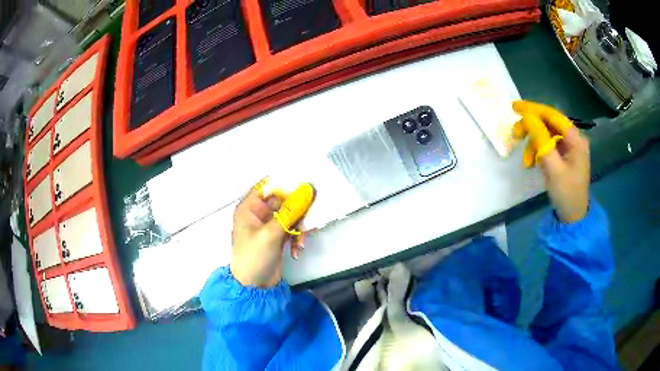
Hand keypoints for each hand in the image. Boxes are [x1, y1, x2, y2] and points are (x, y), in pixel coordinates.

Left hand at [230, 179, 310, 287]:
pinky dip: (296, 238)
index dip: (286, 184)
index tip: (305, 189)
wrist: (254, 287)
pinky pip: (291, 229)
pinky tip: (297, 250)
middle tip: (307, 220)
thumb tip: (307, 191)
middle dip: (297, 212)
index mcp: (249, 207)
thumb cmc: (254, 257)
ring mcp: (268, 225)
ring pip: (290, 215)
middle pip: (283, 200)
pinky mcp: (277, 236)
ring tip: (300, 243)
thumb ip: (289, 212)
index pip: (268, 185)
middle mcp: (258, 212)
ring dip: (298, 228)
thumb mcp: (271, 234)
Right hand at [513, 101, 589, 222]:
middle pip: (549, 124)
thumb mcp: (553, 168)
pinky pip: (548, 146)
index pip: (553, 116)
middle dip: (531, 129)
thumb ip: (541, 140)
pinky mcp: (563, 156)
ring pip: (546, 135)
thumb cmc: (566, 194)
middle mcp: (573, 139)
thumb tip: (528, 117)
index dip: (534, 109)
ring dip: (533, 144)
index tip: (515, 108)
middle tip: (516, 135)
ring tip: (526, 161)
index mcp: (575, 139)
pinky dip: (538, 152)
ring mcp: (568, 148)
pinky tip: (532, 162)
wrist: (573, 218)